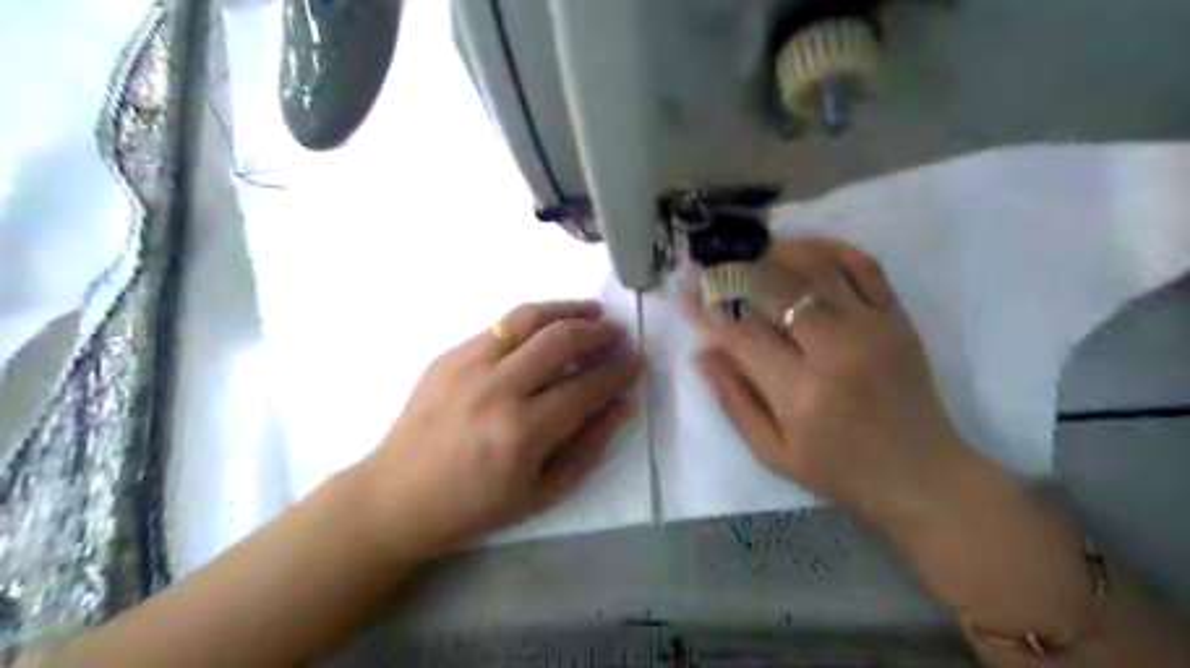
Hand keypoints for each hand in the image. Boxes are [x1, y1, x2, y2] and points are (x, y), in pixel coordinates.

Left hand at [352, 298, 640, 557]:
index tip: (635, 361)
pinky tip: (547, 327)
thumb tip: (624, 404)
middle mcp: (496, 389)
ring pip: (528, 317)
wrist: (397, 496)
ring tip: (592, 311)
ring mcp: (467, 365)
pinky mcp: (448, 355)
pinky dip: (533, 320)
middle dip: (599, 332)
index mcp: (522, 433)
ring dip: (568, 309)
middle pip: (560, 340)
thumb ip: (590, 446)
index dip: (618, 371)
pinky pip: (500, 325)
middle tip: (617, 334)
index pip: (586, 387)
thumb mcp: (543, 492)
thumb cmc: (475, 506)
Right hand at [688, 238, 975, 523]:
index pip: (741, 333)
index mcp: (799, 391)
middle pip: (775, 290)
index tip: (686, 289)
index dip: (707, 307)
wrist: (920, 474)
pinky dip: (828, 247)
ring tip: (747, 248)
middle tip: (710, 261)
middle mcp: (834, 350)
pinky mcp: (896, 318)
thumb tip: (702, 353)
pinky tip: (800, 247)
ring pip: (816, 268)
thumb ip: (733, 401)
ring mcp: (871, 327)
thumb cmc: (839, 469)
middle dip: (734, 270)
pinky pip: (863, 266)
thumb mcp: (773, 452)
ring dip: (775, 252)